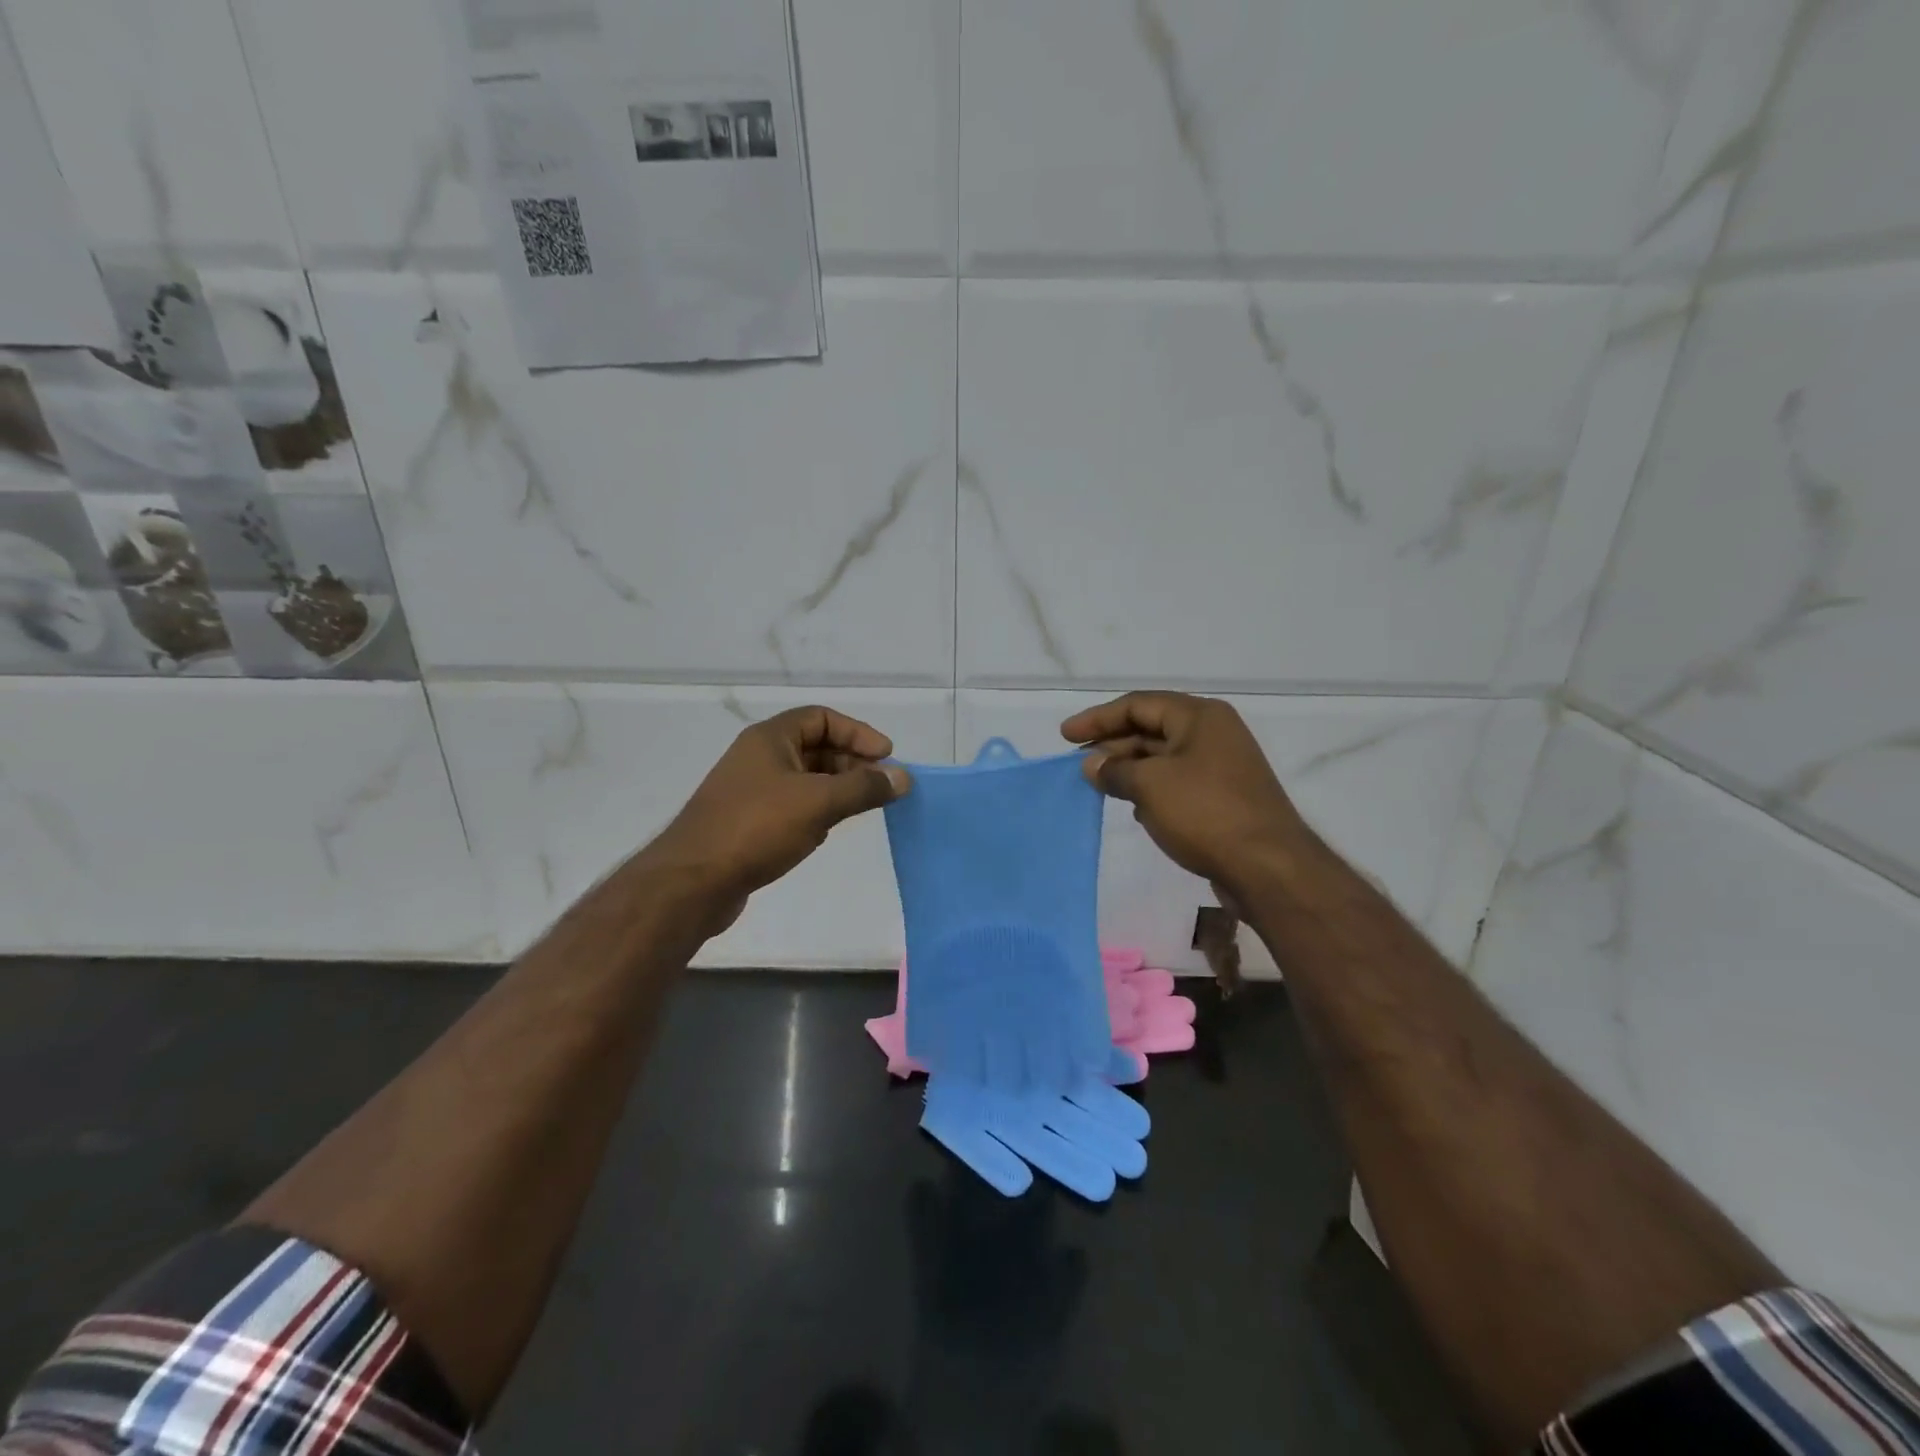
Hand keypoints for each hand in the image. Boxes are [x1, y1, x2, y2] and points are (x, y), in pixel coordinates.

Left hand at [652, 706, 910, 916]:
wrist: (692, 882)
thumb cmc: (757, 828)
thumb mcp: (819, 802)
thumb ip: (864, 787)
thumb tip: (904, 777)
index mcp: (769, 738)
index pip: (822, 718)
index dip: (858, 733)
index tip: (887, 757)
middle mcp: (758, 757)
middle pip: (815, 746)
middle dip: (852, 762)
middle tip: (881, 786)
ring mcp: (751, 791)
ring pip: (805, 778)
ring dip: (836, 788)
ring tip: (862, 808)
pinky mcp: (748, 822)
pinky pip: (792, 805)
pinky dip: (816, 810)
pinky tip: (827, 830)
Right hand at [1061, 692, 1308, 895]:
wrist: (1268, 867)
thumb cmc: (1205, 813)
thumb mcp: (1150, 785)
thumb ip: (1114, 770)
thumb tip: (1091, 765)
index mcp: (1199, 717)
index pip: (1138, 705)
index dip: (1097, 718)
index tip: (1065, 736)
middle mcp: (1213, 734)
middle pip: (1151, 729)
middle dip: (1112, 745)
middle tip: (1078, 764)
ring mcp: (1221, 767)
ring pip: (1163, 759)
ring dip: (1130, 769)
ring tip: (1098, 785)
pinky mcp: (1223, 798)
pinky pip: (1177, 783)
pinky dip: (1151, 790)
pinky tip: (1134, 808)